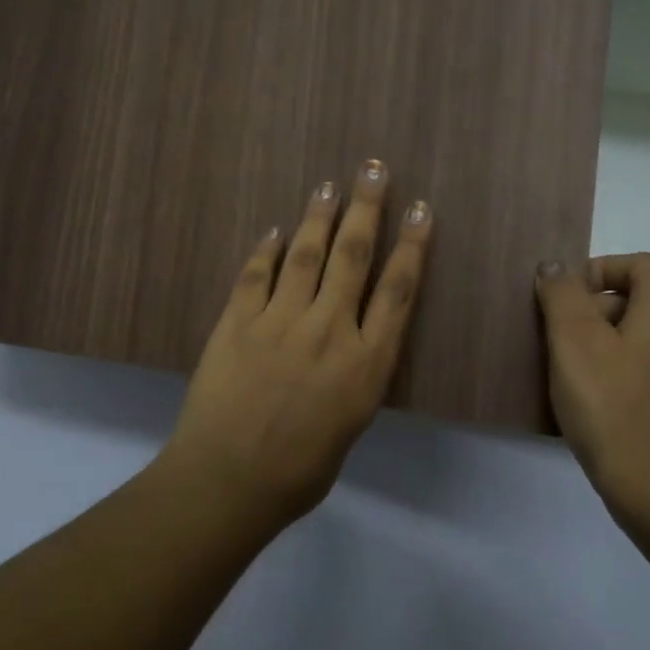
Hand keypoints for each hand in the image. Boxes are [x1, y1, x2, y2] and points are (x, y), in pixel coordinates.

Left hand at [164, 161, 432, 523]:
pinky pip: (256, 274)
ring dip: (319, 216)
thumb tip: (352, 344)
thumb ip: (355, 376)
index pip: (397, 290)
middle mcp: (329, 330)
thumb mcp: (350, 424)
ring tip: (329, 186)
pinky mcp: (238, 321)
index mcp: (366, 362)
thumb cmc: (300, 470)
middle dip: (366, 208)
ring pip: (306, 254)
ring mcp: (280, 321)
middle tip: (371, 169)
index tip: (420, 209)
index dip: (411, 245)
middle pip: (353, 256)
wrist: (229, 481)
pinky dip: (267, 250)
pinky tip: (276, 231)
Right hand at [535, 254, 649, 516]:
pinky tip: (599, 399)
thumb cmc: (612, 404)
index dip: (596, 271)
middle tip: (559, 340)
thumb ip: (562, 293)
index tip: (562, 300)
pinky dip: (627, 370)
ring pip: (648, 336)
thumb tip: (556, 266)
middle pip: (643, 299)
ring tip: (572, 372)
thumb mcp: (573, 340)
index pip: (638, 264)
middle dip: (596, 310)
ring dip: (608, 342)